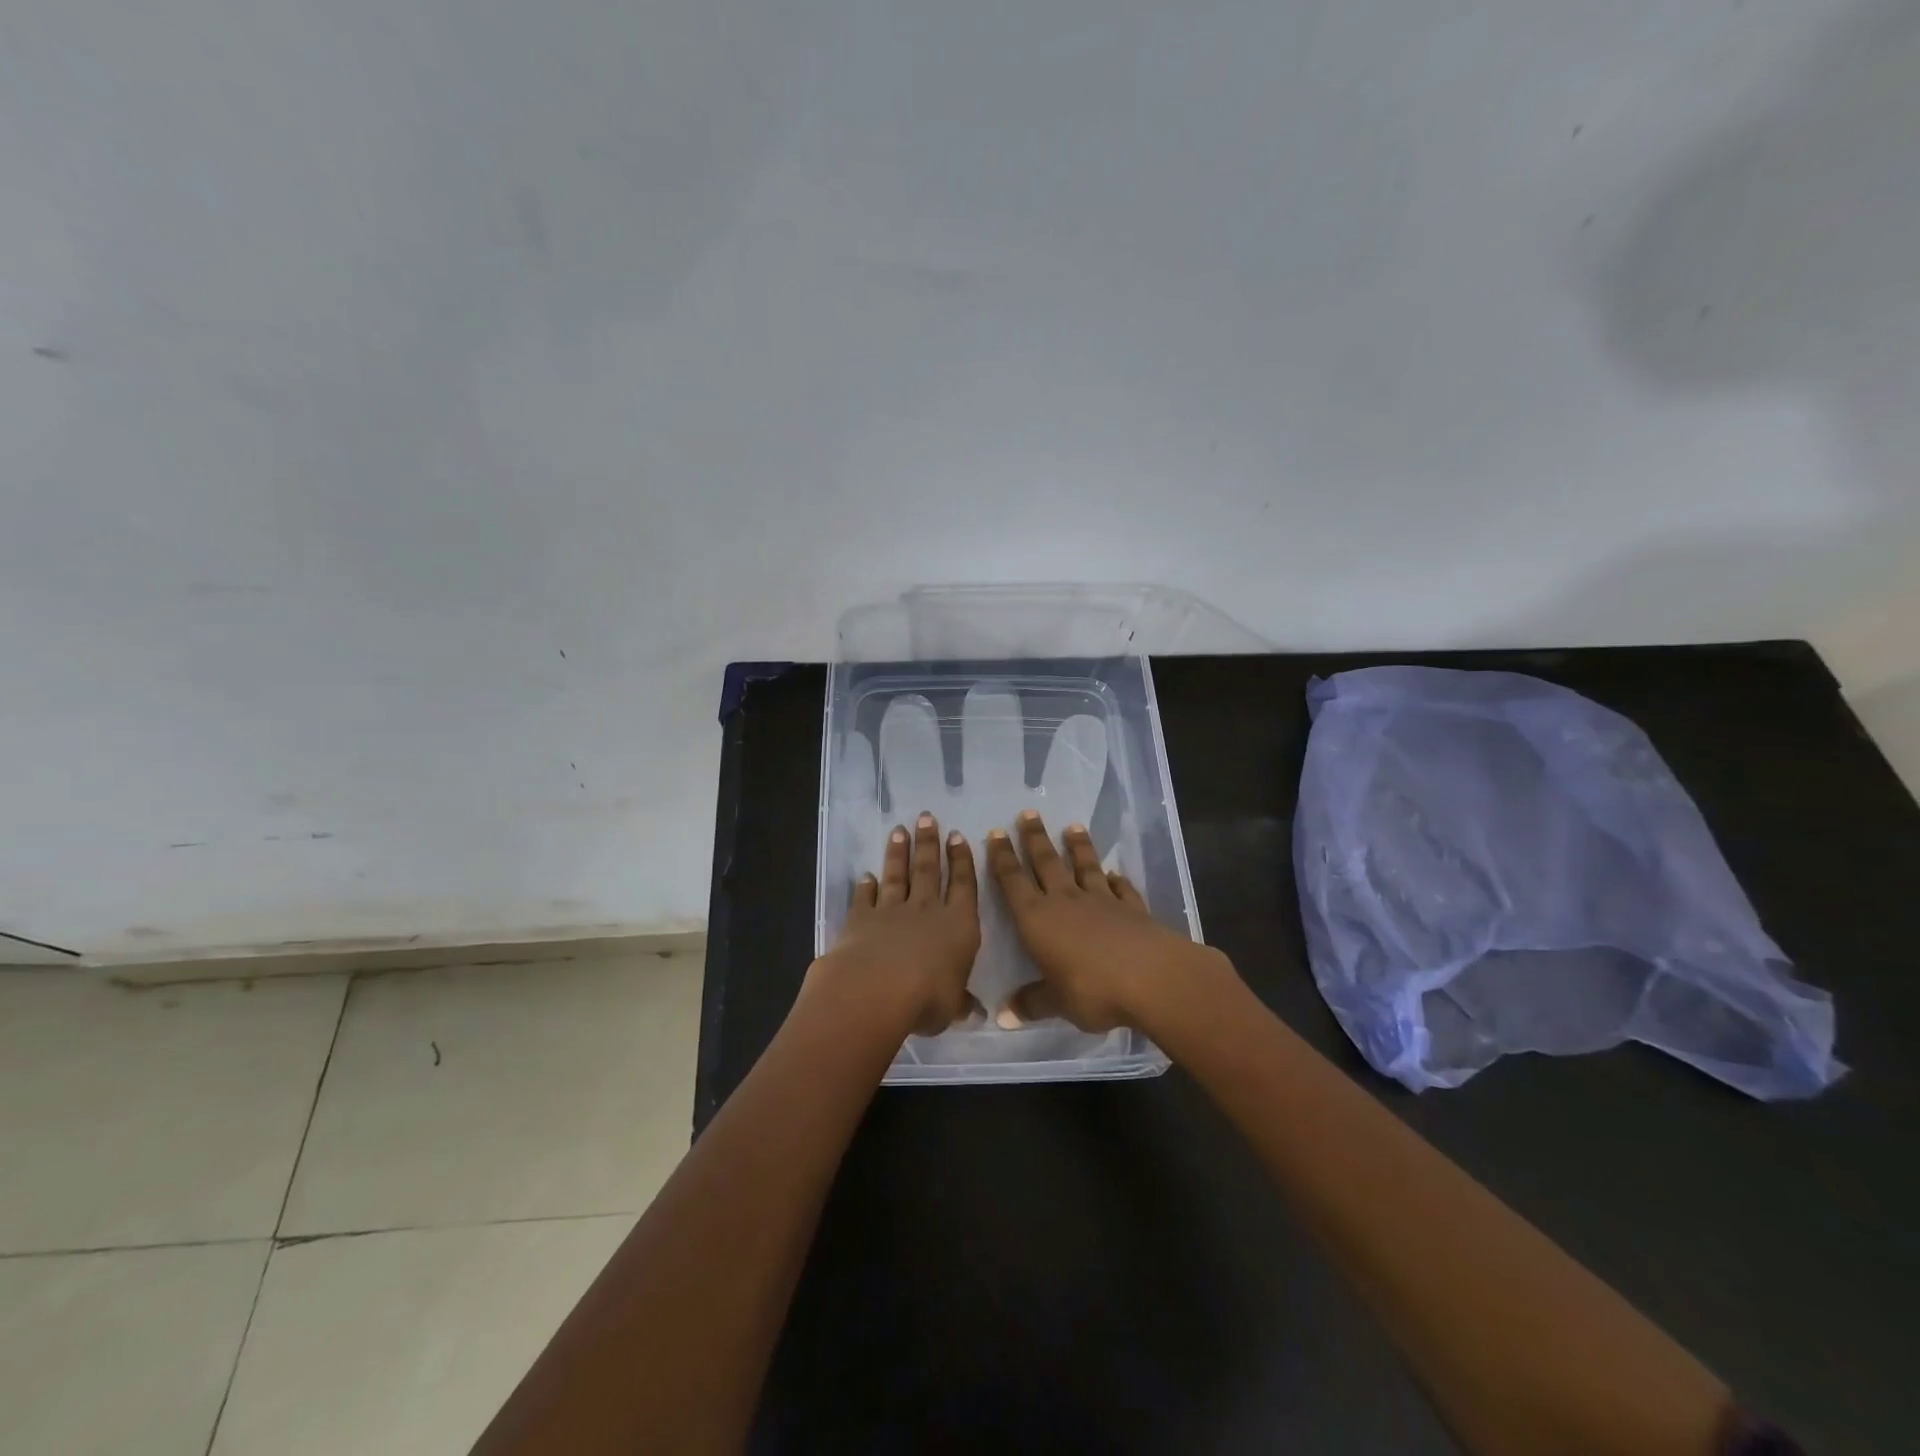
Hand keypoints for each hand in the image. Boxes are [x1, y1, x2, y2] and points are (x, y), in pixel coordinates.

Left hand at [809, 812, 982, 1036]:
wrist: (875, 990)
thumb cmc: (926, 999)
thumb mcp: (952, 1008)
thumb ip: (962, 1005)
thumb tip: (979, 1014)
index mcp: (958, 926)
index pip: (963, 886)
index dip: (962, 861)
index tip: (958, 836)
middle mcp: (926, 910)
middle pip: (929, 870)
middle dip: (929, 843)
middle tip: (927, 817)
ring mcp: (891, 911)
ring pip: (898, 875)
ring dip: (899, 853)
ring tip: (899, 830)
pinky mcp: (861, 919)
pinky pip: (865, 897)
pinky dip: (865, 886)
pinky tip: (865, 875)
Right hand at [985, 809, 1231, 1031]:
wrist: (1152, 978)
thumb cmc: (1092, 989)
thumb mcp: (1056, 1003)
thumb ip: (1032, 1003)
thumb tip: (1003, 1016)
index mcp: (1038, 919)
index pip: (1013, 882)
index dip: (1002, 858)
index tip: (996, 833)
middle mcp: (1066, 901)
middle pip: (1047, 863)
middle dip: (1034, 839)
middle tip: (1028, 813)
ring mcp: (1102, 902)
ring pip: (1084, 867)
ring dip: (1078, 847)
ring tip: (1073, 826)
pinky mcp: (1133, 909)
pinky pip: (1121, 889)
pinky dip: (1116, 880)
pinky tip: (1114, 873)